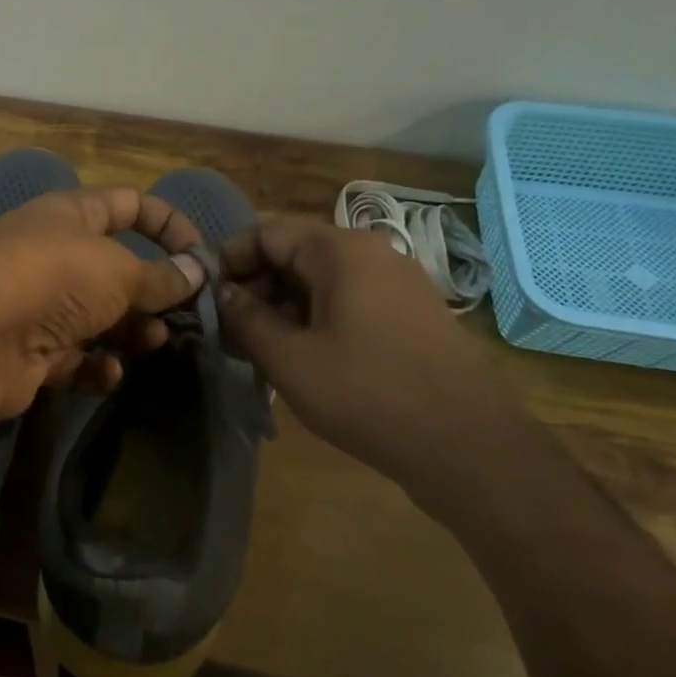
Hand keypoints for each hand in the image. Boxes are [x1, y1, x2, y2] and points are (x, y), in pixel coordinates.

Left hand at [0, 187, 207, 418]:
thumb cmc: (54, 277)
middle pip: (113, 269)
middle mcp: (51, 255)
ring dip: (129, 331)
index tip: (199, 255)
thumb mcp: (119, 270)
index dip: (167, 223)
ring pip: (96, 316)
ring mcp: (37, 304)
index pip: (127, 204)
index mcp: (70, 216)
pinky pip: (72, 357)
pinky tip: (108, 374)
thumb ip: (161, 275)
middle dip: (150, 291)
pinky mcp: (28, 351)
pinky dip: (94, 366)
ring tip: (151, 342)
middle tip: (181, 314)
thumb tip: (198, 270)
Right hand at [219, 216, 511, 483]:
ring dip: (282, 306)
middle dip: (255, 286)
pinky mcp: (411, 314)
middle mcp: (372, 253)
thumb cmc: (367, 394)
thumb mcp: (289, 359)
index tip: (208, 298)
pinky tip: (302, 358)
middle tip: (229, 331)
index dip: (230, 259)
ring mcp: (397, 283)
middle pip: (295, 252)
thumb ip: (246, 319)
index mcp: (341, 251)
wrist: (468, 445)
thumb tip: (223, 294)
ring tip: (259, 350)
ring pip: (321, 279)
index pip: (267, 231)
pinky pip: (349, 300)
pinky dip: (315, 318)